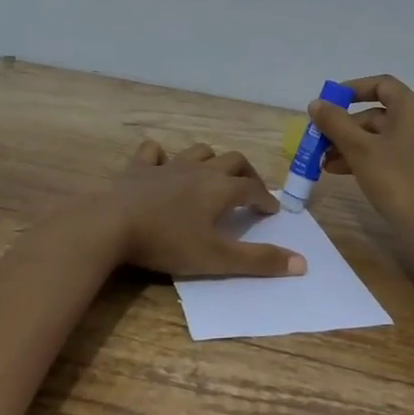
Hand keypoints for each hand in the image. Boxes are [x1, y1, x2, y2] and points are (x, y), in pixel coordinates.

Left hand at [100, 142, 307, 277]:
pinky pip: (153, 152)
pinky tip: (161, 164)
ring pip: (198, 151)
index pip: (252, 189)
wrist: (111, 224)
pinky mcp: (137, 168)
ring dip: (211, 159)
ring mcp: (167, 165)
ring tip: (213, 174)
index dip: (265, 199)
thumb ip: (259, 261)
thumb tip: (302, 263)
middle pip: (232, 160)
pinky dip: (161, 156)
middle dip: (246, 173)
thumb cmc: (167, 242)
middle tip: (250, 189)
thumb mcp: (217, 259)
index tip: (272, 211)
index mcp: (220, 189)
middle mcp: (199, 170)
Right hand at [310, 75, 413, 240]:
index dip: (352, 90)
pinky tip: (344, 172)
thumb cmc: (396, 181)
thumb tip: (316, 103)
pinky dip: (368, 158)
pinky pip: (392, 153)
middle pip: (379, 114)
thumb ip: (335, 123)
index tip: (328, 104)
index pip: (381, 85)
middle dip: (345, 127)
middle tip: (319, 142)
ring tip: (325, 163)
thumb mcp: (359, 150)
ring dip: (352, 145)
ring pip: (383, 136)